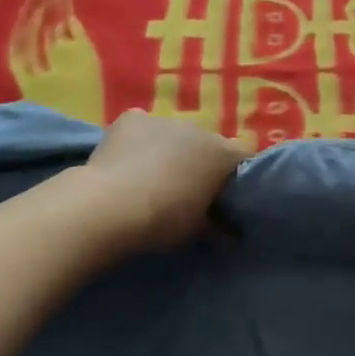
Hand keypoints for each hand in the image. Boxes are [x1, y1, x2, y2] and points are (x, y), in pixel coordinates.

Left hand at [84, 109, 250, 252]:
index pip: (244, 156)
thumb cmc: (163, 220)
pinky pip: (142, 127)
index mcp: (222, 153)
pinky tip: (126, 162)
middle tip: (186, 192)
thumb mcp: (197, 231)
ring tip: (150, 179)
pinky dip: (138, 141)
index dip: (236, 176)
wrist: (110, 206)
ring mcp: (164, 120)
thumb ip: (217, 227)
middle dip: (200, 163)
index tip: (226, 198)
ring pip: (173, 135)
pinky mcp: (132, 119)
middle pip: (207, 144)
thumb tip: (230, 236)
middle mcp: (198, 129)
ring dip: (169, 151)